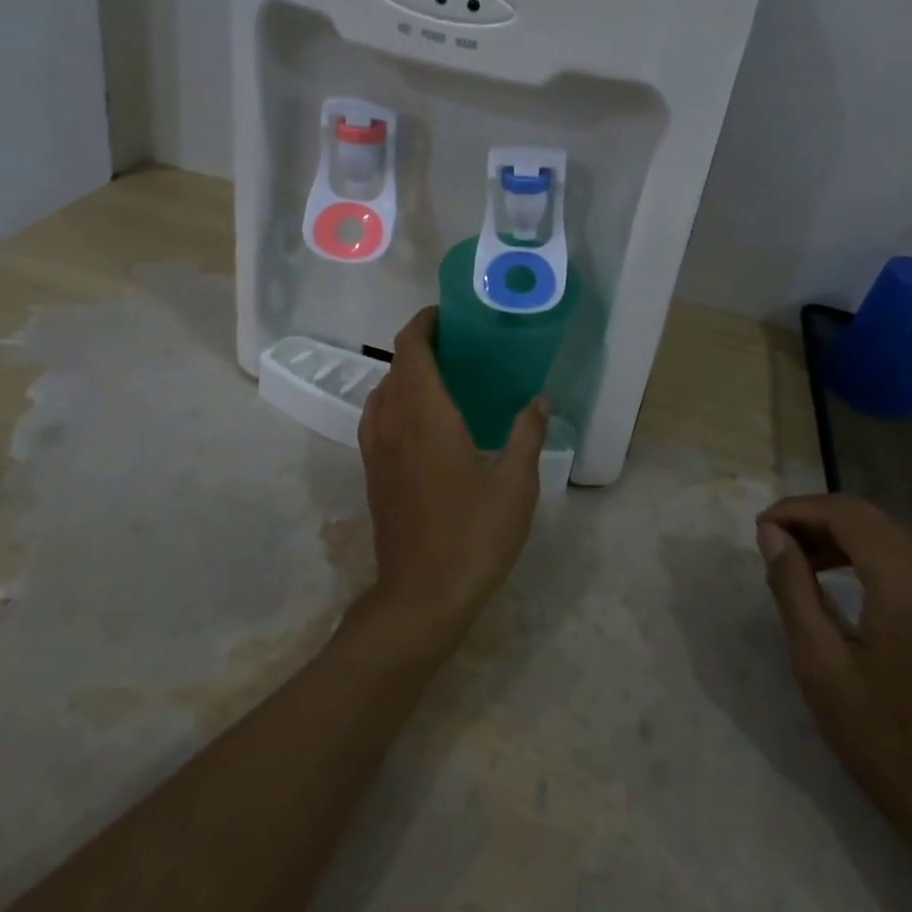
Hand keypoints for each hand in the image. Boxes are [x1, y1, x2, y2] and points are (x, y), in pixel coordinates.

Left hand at [356, 307, 548, 643]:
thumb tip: (538, 400)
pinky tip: (427, 422)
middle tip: (461, 346)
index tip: (448, 315)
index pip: (410, 348)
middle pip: (396, 365)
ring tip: (445, 379)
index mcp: (424, 413)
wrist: (420, 597)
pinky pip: (379, 417)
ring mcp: (377, 448)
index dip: (424, 323)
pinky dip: (398, 401)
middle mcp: (393, 421)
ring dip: (407, 374)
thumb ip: (526, 434)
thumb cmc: (473, 534)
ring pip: (384, 391)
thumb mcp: (515, 484)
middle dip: (421, 346)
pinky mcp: (373, 472)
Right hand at [756, 494, 911, 831]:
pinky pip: (898, 553)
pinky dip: (858, 550)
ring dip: (833, 532)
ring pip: (880, 530)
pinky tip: (829, 571)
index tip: (760, 529)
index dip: (797, 511)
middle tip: (771, 540)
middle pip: (864, 515)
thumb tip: (771, 533)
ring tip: (792, 555)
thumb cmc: (881, 737)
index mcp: (906, 584)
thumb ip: (792, 587)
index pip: (845, 514)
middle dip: (812, 518)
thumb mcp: (819, 664)